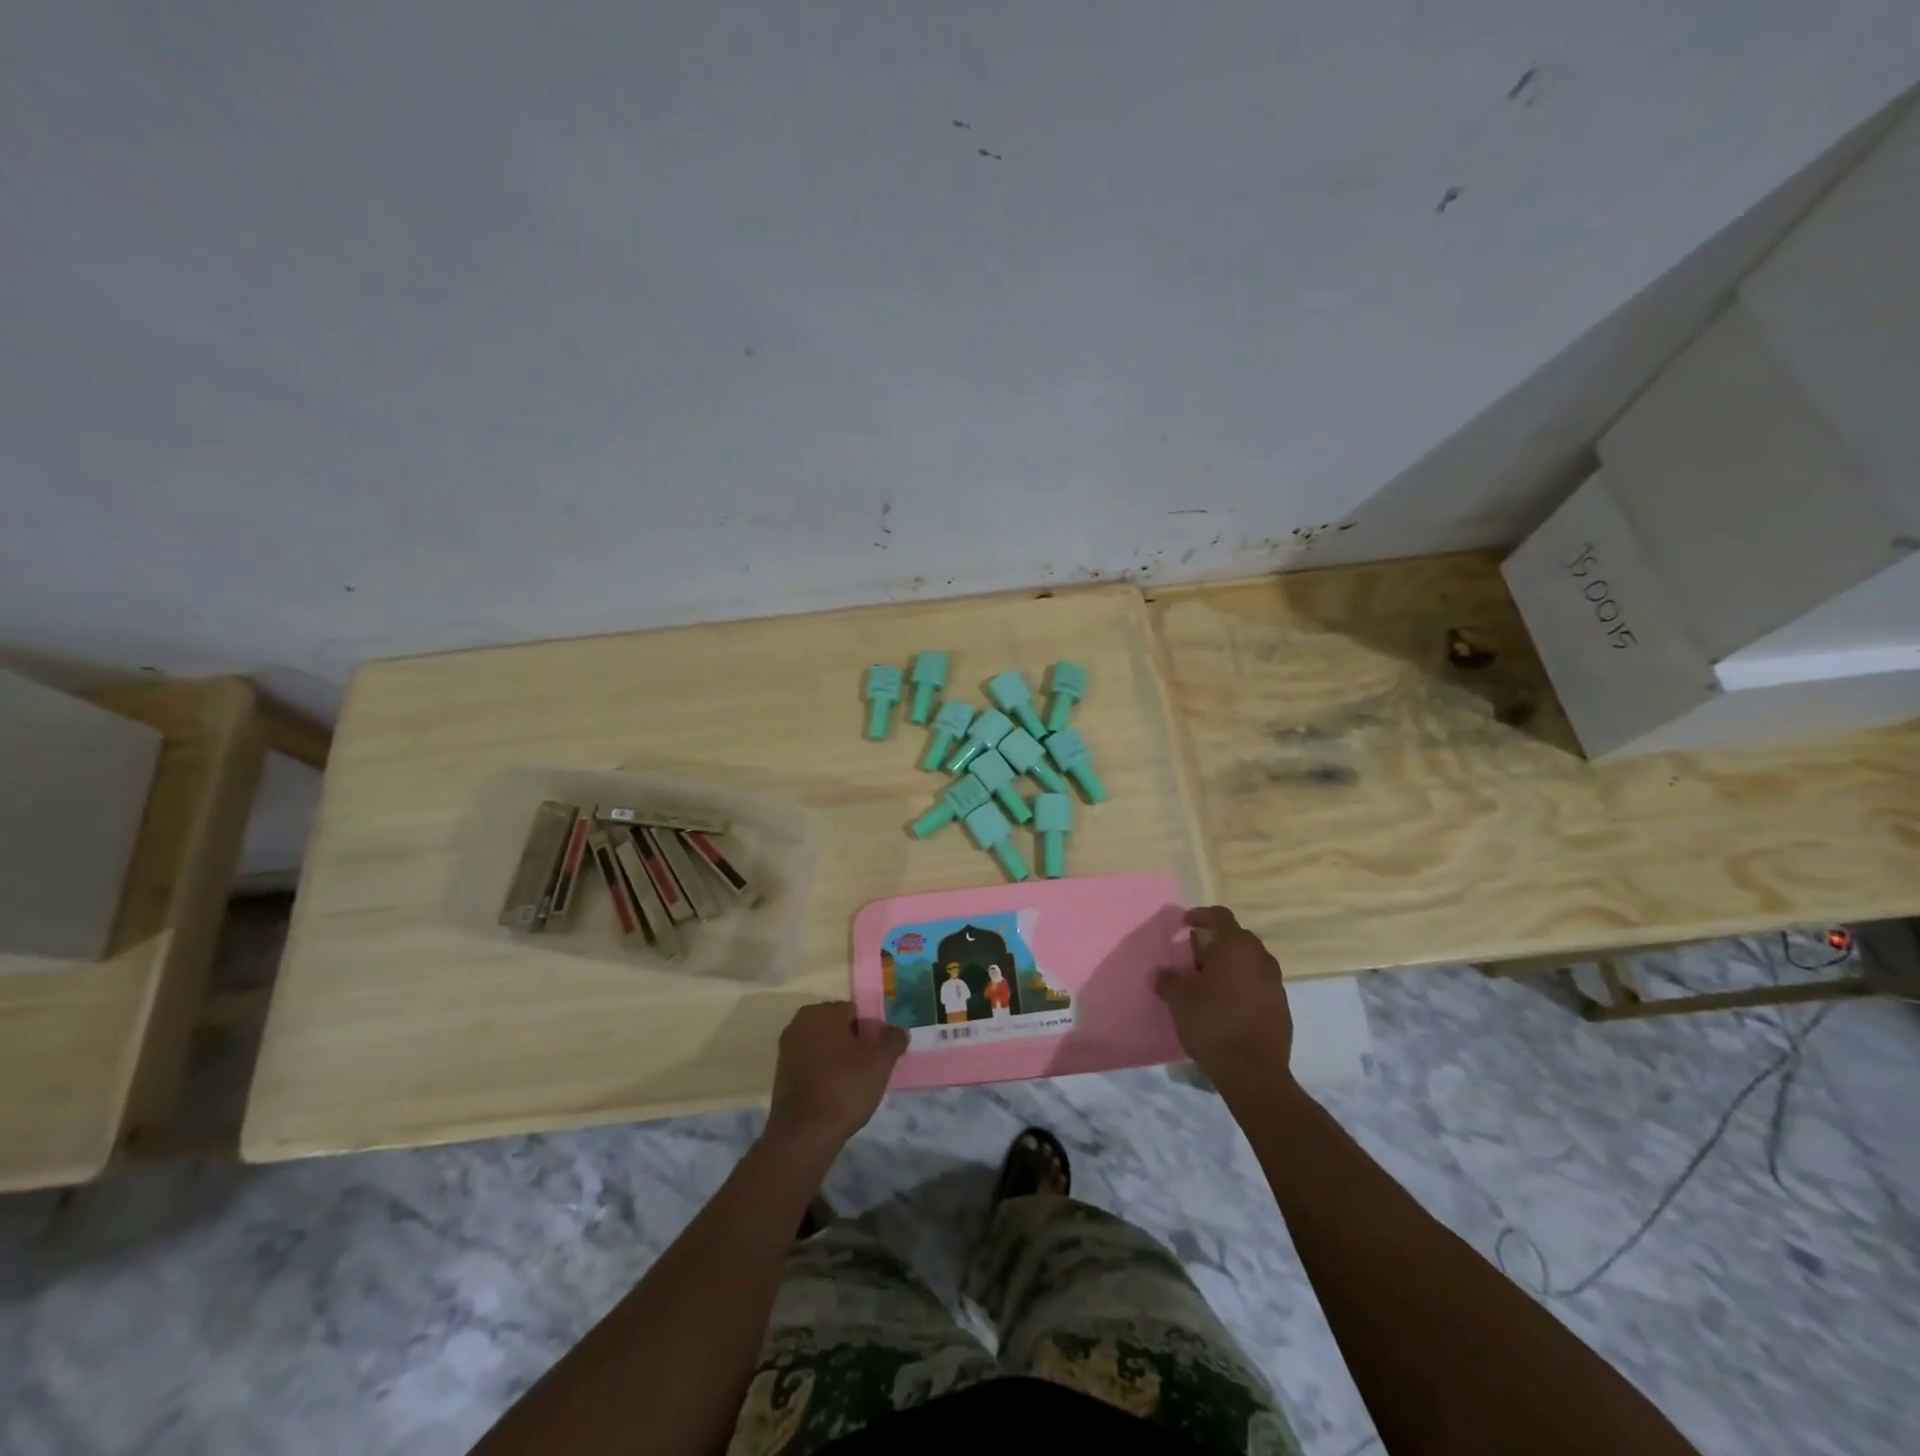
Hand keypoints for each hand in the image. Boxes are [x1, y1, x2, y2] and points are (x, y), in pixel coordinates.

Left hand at [765, 1001, 907, 1153]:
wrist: (804, 1134)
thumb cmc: (845, 1087)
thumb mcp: (881, 1060)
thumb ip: (893, 1039)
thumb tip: (898, 1031)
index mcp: (821, 1012)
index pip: (855, 1012)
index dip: (870, 1034)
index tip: (876, 1057)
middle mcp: (799, 1023)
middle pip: (838, 1029)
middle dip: (854, 1046)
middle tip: (868, 1071)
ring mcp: (786, 1049)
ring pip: (824, 1048)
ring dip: (838, 1061)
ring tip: (852, 1088)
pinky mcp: (781, 1075)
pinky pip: (811, 1066)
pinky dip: (823, 1075)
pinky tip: (834, 1097)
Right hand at [1156, 906, 1293, 1093]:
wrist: (1253, 1072)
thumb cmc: (1212, 1023)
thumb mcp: (1179, 999)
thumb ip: (1167, 980)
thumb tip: (1160, 972)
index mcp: (1237, 947)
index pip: (1220, 916)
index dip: (1201, 915)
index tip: (1185, 924)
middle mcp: (1261, 959)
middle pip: (1237, 939)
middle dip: (1215, 943)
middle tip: (1194, 957)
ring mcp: (1276, 984)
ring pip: (1250, 963)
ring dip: (1230, 966)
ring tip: (1209, 983)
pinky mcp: (1282, 1008)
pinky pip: (1259, 985)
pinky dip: (1242, 986)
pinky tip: (1226, 1005)